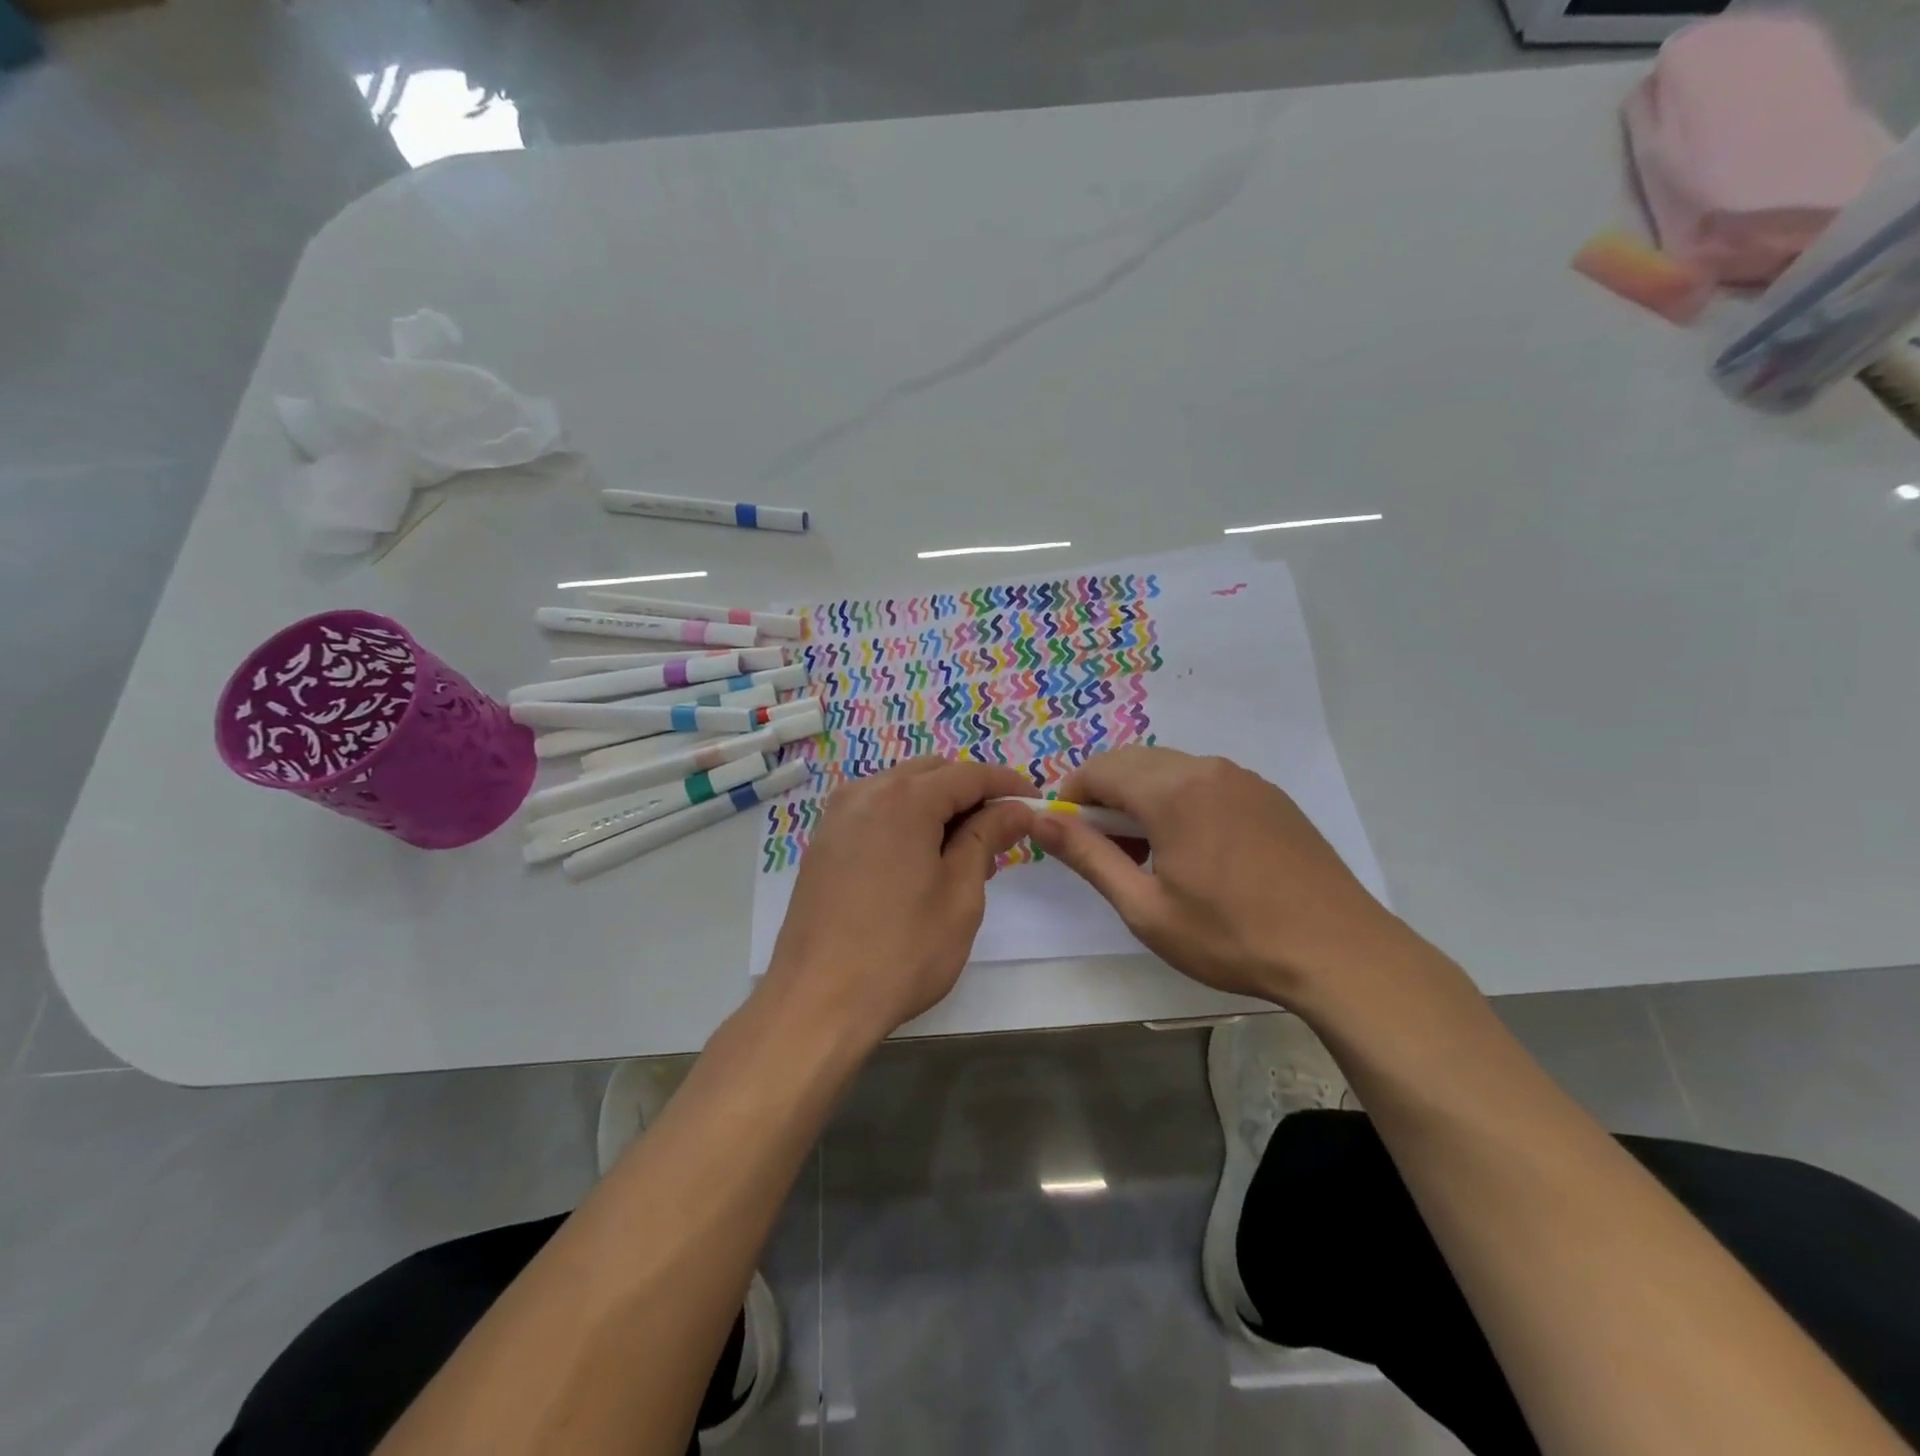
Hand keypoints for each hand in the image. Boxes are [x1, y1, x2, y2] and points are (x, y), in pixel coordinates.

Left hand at [763, 757, 1035, 1043]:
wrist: (817, 1000)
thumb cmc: (901, 951)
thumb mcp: (960, 895)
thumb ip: (987, 838)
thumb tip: (1014, 809)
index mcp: (905, 799)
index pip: (969, 774)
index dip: (1007, 784)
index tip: (1035, 803)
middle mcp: (866, 792)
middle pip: (932, 773)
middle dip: (971, 794)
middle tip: (1000, 835)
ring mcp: (838, 816)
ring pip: (901, 789)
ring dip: (938, 806)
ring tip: (963, 854)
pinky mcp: (824, 842)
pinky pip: (875, 810)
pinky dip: (906, 819)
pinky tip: (921, 861)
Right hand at [1030, 746, 1407, 1004]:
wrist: (1339, 952)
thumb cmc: (1231, 936)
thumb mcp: (1145, 907)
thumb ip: (1088, 856)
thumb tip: (1040, 821)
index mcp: (1171, 790)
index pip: (1099, 769)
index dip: (1072, 795)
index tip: (1067, 834)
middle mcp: (1205, 768)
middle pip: (1133, 762)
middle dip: (1105, 795)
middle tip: (1106, 849)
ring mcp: (1243, 778)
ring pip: (1170, 769)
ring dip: (1142, 798)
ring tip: (1149, 853)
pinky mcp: (1268, 794)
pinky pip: (1205, 781)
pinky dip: (1179, 800)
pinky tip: (1194, 850)